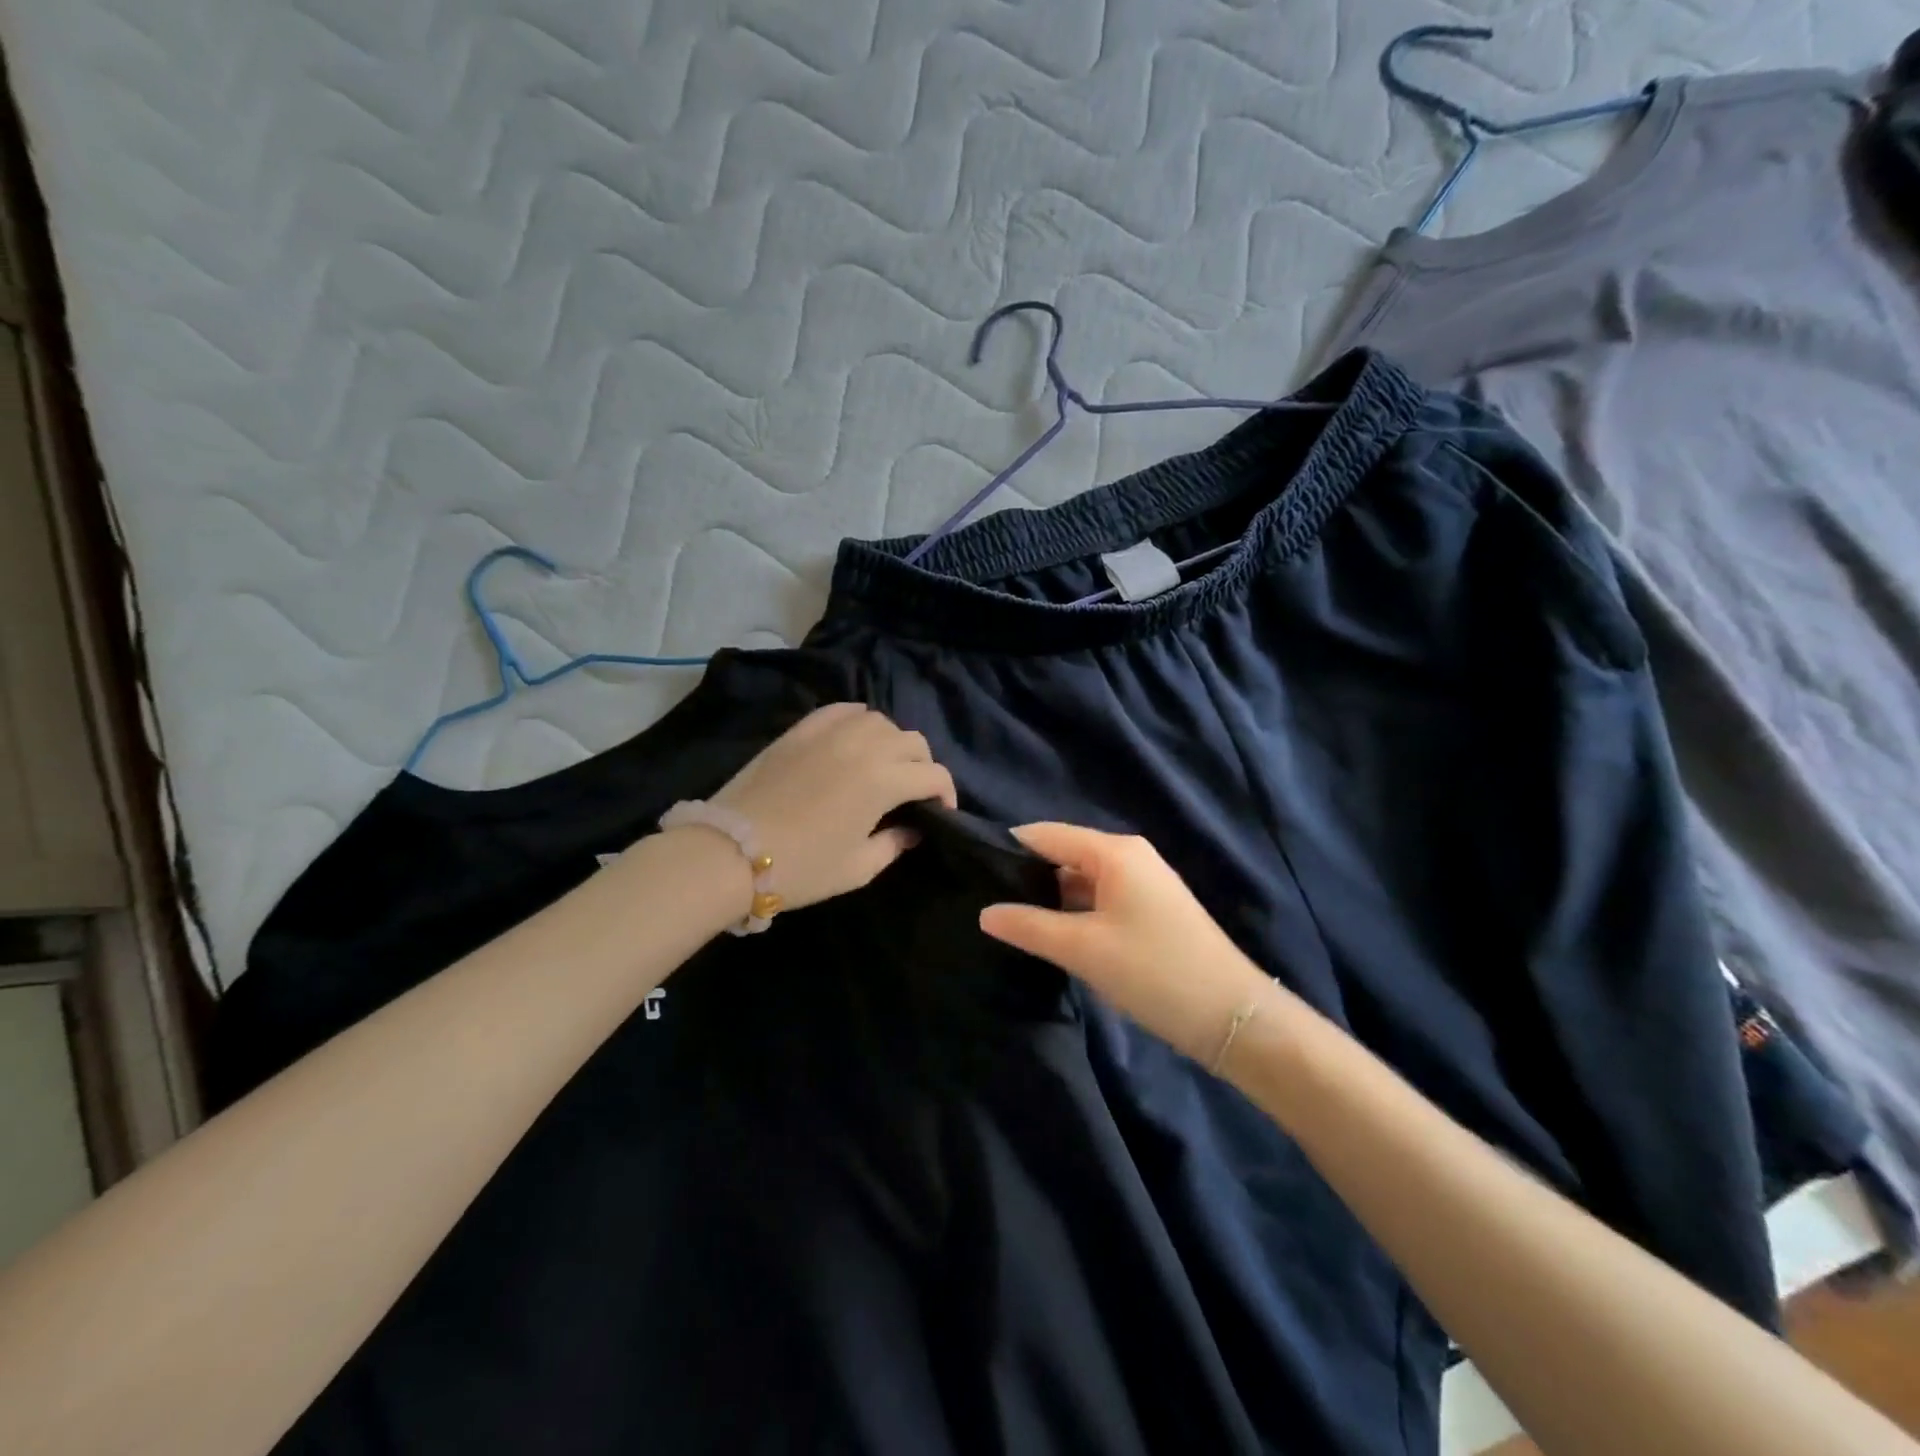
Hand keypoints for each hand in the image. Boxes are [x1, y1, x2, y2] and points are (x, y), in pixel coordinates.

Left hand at [707, 703, 956, 911]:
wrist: (730, 853)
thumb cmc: (801, 867)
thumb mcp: (857, 868)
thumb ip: (894, 844)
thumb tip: (913, 829)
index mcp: (883, 781)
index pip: (933, 775)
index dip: (946, 793)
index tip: (941, 812)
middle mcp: (863, 746)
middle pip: (911, 741)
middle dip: (922, 765)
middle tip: (913, 791)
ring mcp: (830, 732)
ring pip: (879, 720)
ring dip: (892, 741)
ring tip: (883, 764)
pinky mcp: (801, 729)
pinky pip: (842, 710)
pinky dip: (858, 720)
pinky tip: (854, 737)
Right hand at [979, 823, 1276, 1063]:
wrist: (1233, 1017)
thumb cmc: (1154, 971)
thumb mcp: (1083, 949)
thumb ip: (1029, 926)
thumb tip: (985, 912)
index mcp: (1114, 852)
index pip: (1046, 834)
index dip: (1008, 849)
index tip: (971, 872)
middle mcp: (1129, 856)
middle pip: (1064, 854)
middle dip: (1027, 877)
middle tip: (985, 903)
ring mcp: (1144, 884)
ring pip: (1082, 880)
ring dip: (1051, 899)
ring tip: (1009, 922)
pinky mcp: (1151, 911)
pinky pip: (1100, 900)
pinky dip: (1075, 913)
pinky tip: (1052, 936)